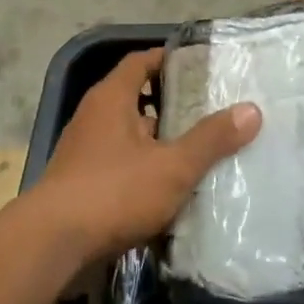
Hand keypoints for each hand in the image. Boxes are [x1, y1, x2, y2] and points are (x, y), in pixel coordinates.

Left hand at [36, 47, 260, 262]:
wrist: (52, 244)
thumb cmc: (113, 192)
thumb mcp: (172, 166)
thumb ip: (211, 139)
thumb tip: (251, 110)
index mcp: (111, 98)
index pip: (140, 62)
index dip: (167, 59)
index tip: (199, 66)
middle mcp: (94, 117)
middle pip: (135, 99)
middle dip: (171, 105)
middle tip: (210, 112)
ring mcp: (84, 152)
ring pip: (129, 136)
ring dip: (158, 142)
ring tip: (198, 152)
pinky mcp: (81, 184)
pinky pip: (120, 166)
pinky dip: (143, 170)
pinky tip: (170, 190)